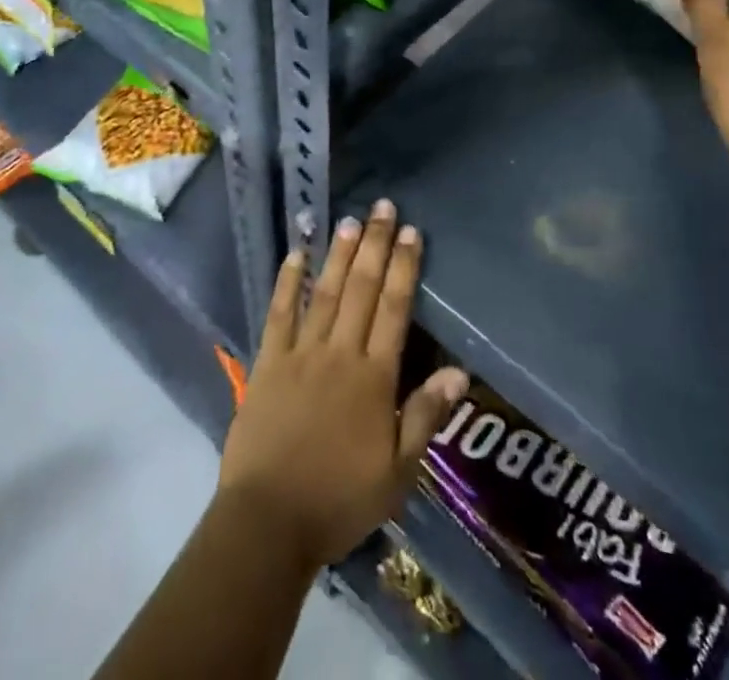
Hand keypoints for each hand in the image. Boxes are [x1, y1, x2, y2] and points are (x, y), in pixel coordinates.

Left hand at [218, 201, 468, 571]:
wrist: (268, 521)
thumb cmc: (339, 500)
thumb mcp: (398, 471)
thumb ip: (426, 416)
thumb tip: (460, 371)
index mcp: (374, 377)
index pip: (394, 309)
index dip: (405, 268)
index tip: (411, 232)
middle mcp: (340, 353)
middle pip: (362, 289)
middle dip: (375, 245)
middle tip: (383, 207)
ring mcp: (301, 354)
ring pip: (325, 292)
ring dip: (339, 254)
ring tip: (350, 220)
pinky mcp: (268, 362)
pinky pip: (280, 314)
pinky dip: (288, 282)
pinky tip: (295, 253)